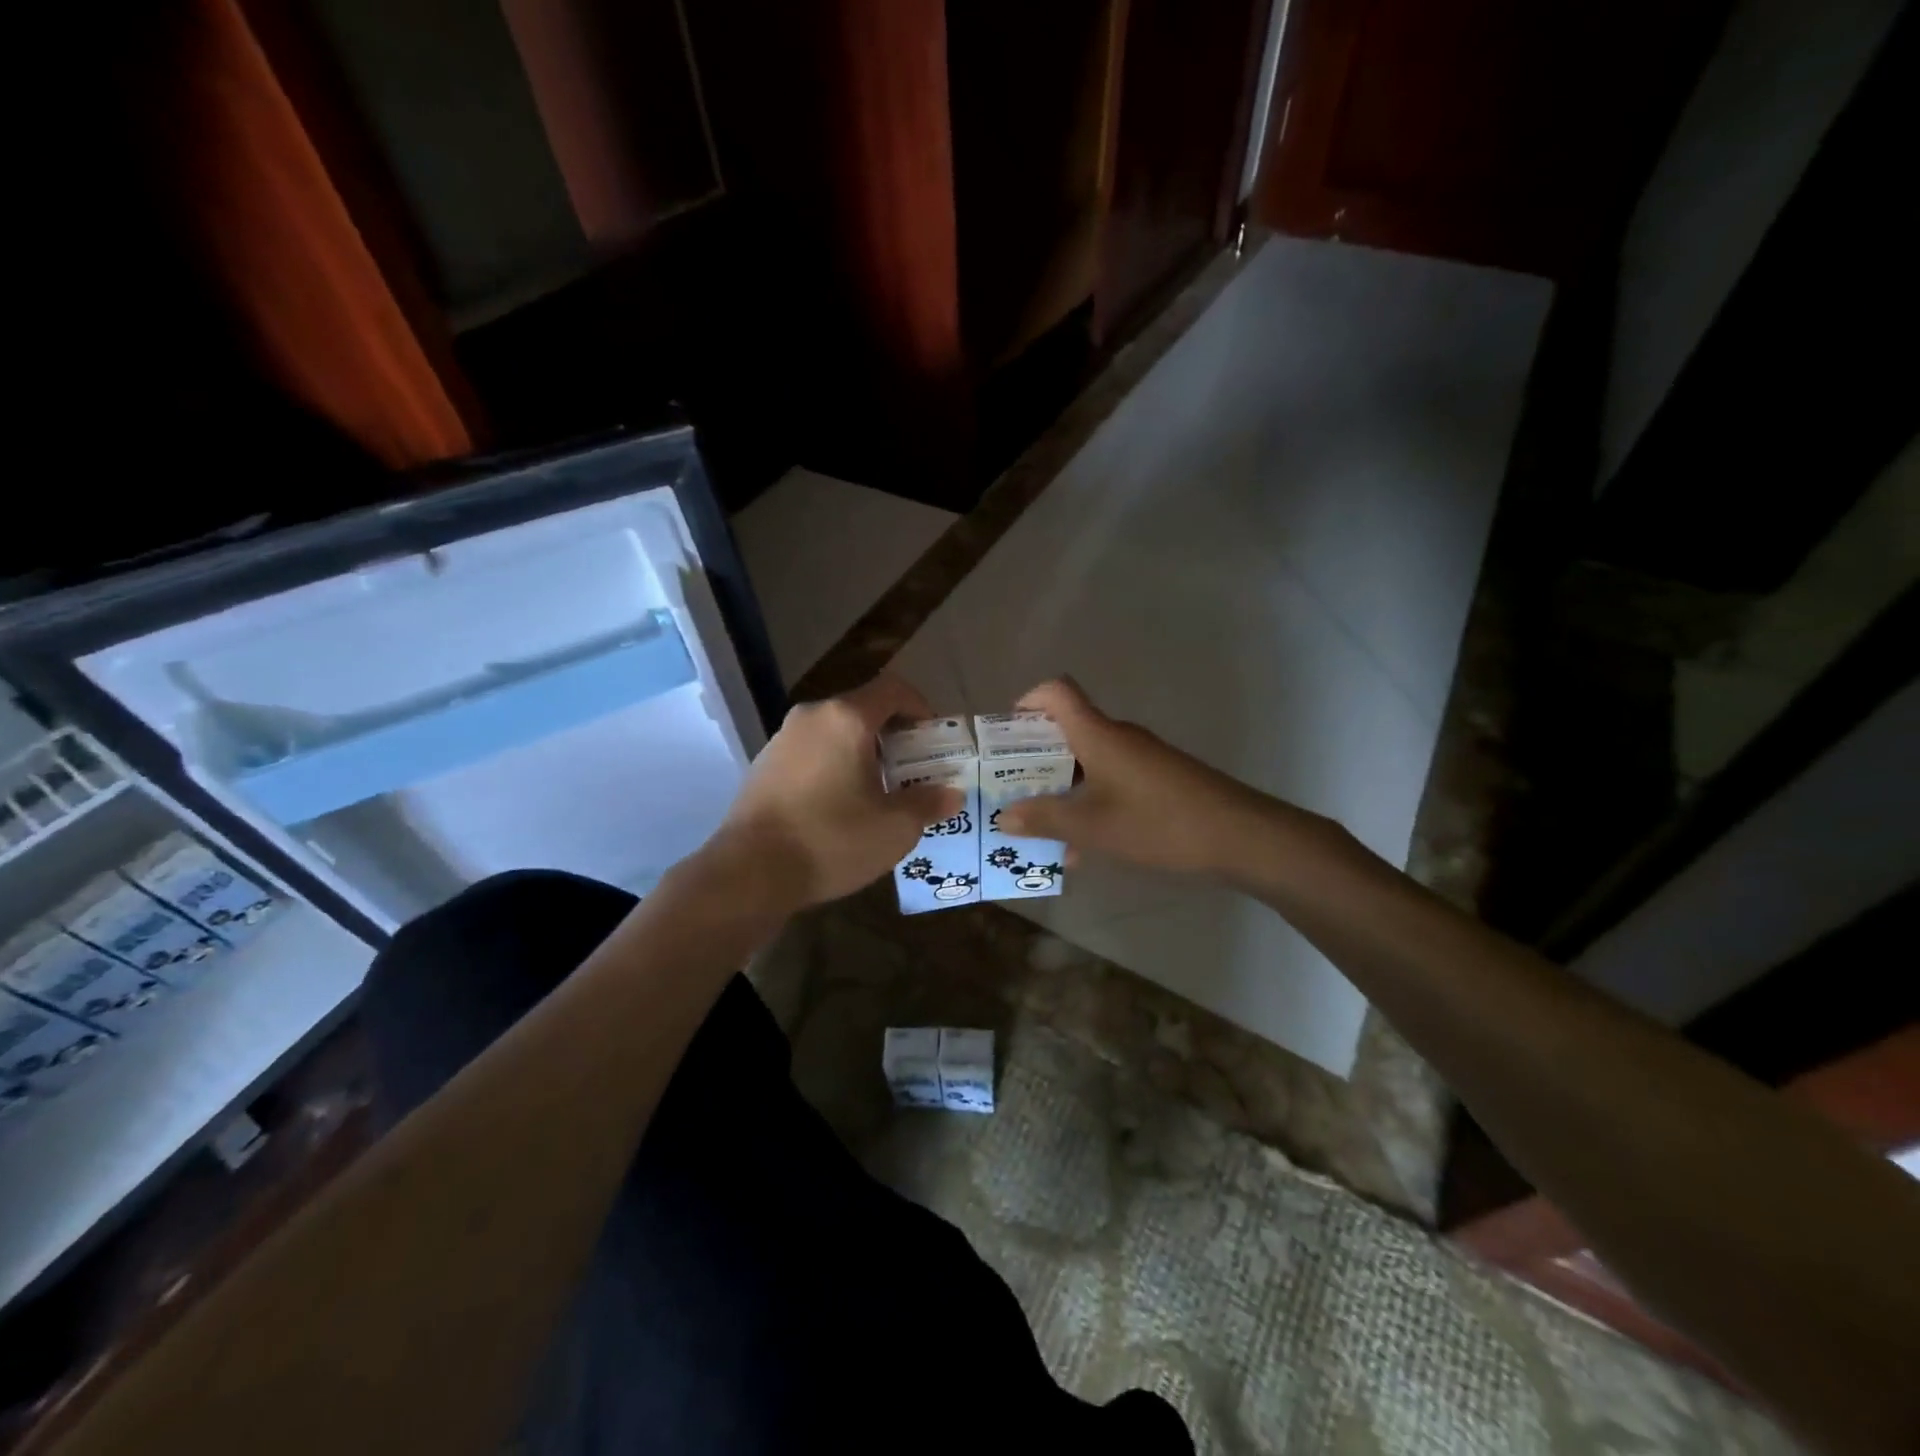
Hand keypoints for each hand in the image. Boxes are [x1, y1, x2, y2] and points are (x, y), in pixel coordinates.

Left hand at [709, 674, 962, 908]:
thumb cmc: (831, 840)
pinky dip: (833, 766)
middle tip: (912, 772)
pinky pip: (811, 752)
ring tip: (878, 793)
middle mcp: (812, 717)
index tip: (933, 740)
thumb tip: (951, 794)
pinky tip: (838, 807)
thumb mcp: (894, 828)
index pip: (893, 689)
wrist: (749, 872)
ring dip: (863, 752)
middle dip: (894, 736)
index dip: (920, 707)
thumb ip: (928, 804)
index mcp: (846, 719)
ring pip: (835, 732)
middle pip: (863, 710)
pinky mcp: (764, 765)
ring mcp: (782, 739)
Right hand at [996, 678, 1282, 876]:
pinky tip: (1083, 849)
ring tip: (1041, 831)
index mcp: (1097, 734)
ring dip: (1062, 791)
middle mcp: (1118, 737)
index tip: (1005, 736)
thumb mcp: (1092, 827)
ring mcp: (1141, 758)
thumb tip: (1004, 816)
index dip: (1026, 702)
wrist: (1240, 836)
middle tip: (1010, 792)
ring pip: (1088, 764)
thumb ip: (1045, 819)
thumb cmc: (1158, 823)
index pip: (1056, 692)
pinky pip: (1110, 782)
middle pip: (1067, 731)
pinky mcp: (1158, 779)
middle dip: (1034, 761)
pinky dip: (1090, 805)